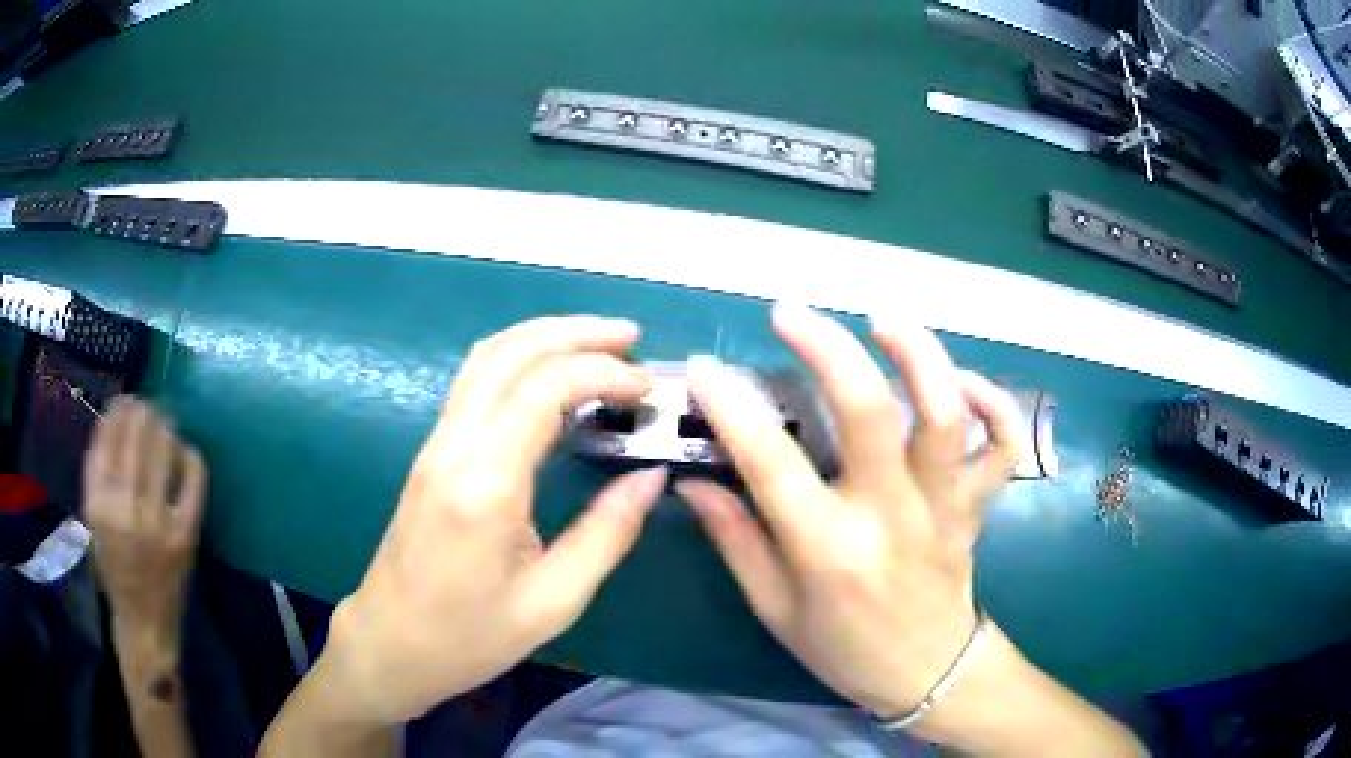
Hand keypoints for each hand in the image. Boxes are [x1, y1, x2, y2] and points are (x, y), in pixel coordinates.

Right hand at [84, 397, 207, 636]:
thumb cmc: (113, 571)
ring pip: (160, 453)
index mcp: (98, 508)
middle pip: (133, 440)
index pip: (106, 443)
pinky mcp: (185, 536)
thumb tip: (114, 424)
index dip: (115, 414)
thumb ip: (98, 479)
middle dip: (140, 412)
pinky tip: (185, 450)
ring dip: (162, 427)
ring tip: (162, 418)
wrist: (145, 624)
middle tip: (144, 404)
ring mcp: (157, 523)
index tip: (121, 400)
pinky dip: (190, 458)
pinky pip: (192, 482)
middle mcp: (125, 511)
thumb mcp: (94, 523)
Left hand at [320, 315, 666, 726]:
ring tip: (599, 342)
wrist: (391, 641)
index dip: (604, 372)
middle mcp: (455, 444)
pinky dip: (520, 357)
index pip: (545, 386)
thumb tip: (652, 476)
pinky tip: (550, 374)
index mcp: (485, 482)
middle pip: (513, 351)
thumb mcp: (554, 600)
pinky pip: (475, 379)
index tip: (649, 389)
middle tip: (632, 337)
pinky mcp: (432, 450)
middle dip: (578, 332)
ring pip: (488, 355)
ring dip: (546, 335)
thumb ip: (607, 533)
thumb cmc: (471, 634)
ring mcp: (436, 442)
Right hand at [677, 304, 1023, 718]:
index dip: (732, 407)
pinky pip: (1003, 445)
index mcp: (829, 550)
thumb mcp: (775, 609)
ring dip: (919, 354)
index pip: (772, 463)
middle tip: (790, 314)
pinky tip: (961, 380)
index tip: (704, 369)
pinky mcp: (976, 504)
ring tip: (882, 319)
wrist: (929, 673)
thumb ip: (737, 540)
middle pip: (870, 412)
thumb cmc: (845, 649)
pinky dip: (994, 402)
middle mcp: (890, 516)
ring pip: (946, 414)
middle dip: (827, 348)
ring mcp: (943, 505)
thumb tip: (694, 481)